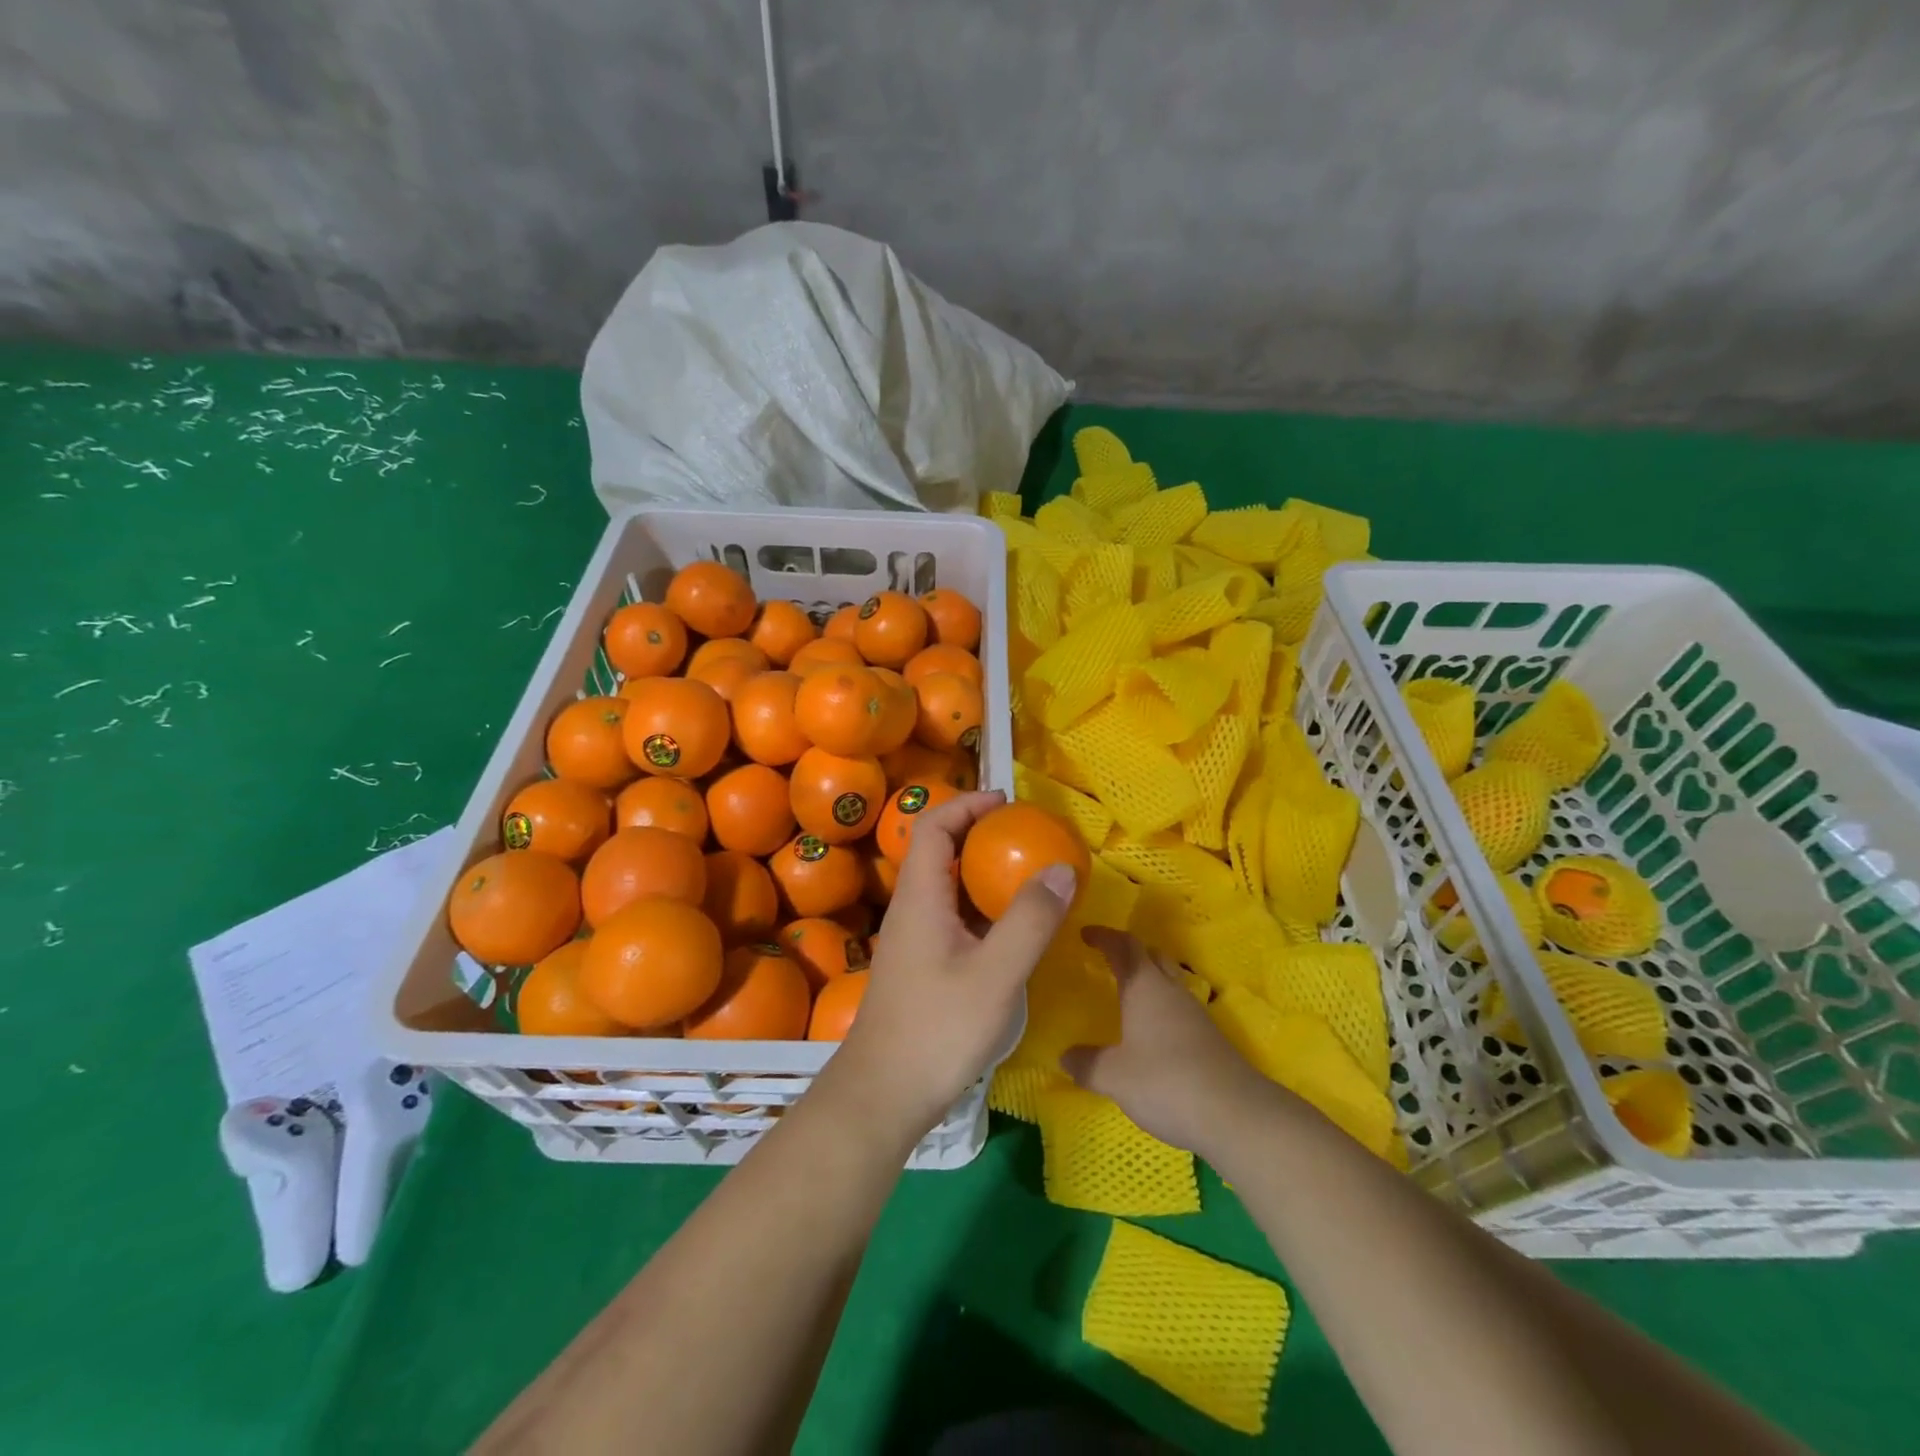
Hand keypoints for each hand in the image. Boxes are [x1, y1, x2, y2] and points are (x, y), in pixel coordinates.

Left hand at [821, 790, 1078, 1142]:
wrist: (883, 1095)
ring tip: (1026, 874)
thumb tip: (1061, 868)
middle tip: (1026, 836)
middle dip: (980, 834)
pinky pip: (952, 917)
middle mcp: (911, 909)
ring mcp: (913, 939)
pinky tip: (1011, 928)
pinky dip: (981, 907)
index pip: (934, 826)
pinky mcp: (921, 964)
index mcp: (920, 897)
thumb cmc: (937, 1030)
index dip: (966, 804)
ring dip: (982, 872)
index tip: (1006, 801)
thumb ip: (1030, 920)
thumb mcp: (996, 974)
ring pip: (947, 886)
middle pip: (939, 851)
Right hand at [1062, 928, 1275, 1155]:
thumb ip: (1087, 1063)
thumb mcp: (1114, 1077)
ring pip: (1167, 979)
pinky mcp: (1209, 1037)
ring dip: (1147, 977)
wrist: (1236, 1114)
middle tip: (1106, 958)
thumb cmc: (1166, 1082)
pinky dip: (1159, 1005)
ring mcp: (1194, 1012)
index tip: (1085, 934)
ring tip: (1125, 992)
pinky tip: (1150, 1029)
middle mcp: (1170, 990)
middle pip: (1150, 955)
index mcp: (1144, 986)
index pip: (1123, 946)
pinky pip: (1177, 1006)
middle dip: (1128, 951)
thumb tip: (1065, 1055)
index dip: (1104, 936)